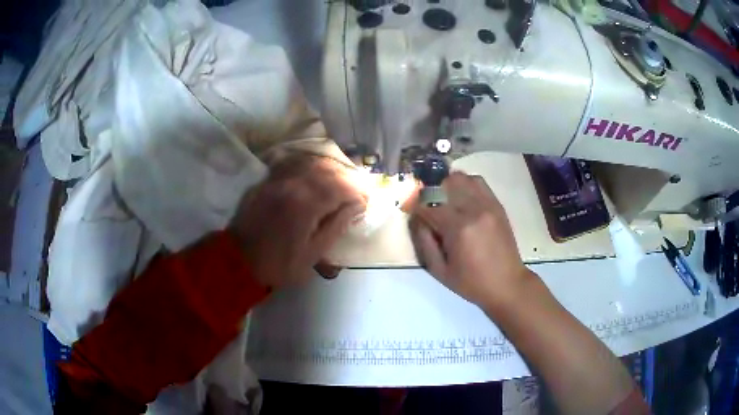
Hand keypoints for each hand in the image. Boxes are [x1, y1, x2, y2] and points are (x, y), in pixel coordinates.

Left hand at [230, 155, 365, 287]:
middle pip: (328, 171)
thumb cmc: (279, 263)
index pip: (341, 188)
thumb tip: (355, 206)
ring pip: (310, 164)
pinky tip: (315, 176)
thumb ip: (336, 226)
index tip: (365, 202)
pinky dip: (309, 168)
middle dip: (346, 179)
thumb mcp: (313, 254)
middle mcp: (293, 185)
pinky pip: (293, 166)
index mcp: (307, 204)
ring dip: (329, 171)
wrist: (239, 260)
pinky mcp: (267, 182)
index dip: (357, 193)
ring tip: (339, 183)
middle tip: (355, 192)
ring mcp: (277, 180)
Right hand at [409, 172, 532, 310]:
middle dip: (430, 192)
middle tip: (427, 205)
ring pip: (461, 178)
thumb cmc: (471, 283)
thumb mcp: (440, 271)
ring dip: (447, 185)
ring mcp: (488, 204)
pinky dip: (465, 184)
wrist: (507, 284)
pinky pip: (478, 182)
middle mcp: (474, 210)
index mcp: (458, 229)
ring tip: (444, 200)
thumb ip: (424, 242)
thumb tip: (416, 219)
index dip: (415, 206)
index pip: (428, 204)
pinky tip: (461, 198)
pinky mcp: (497, 205)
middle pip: (444, 184)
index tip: (410, 211)